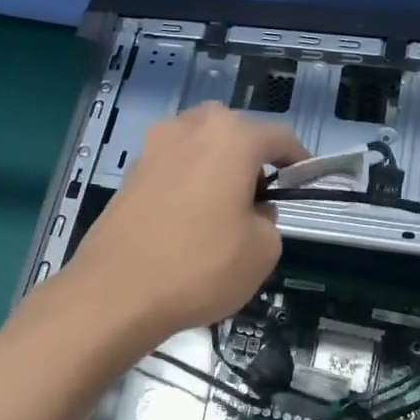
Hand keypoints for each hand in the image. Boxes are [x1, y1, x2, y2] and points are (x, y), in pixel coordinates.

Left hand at [65, 103, 305, 346]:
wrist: (116, 292)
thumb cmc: (199, 266)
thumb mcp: (263, 251)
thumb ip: (270, 219)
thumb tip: (253, 210)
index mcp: (231, 136)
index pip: (278, 136)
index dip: (297, 160)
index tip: (303, 183)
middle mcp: (190, 128)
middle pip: (234, 133)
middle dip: (251, 159)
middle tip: (259, 200)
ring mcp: (153, 147)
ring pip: (199, 147)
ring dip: (216, 168)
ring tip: (222, 211)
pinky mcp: (130, 173)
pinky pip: (173, 167)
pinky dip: (188, 183)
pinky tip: (188, 221)